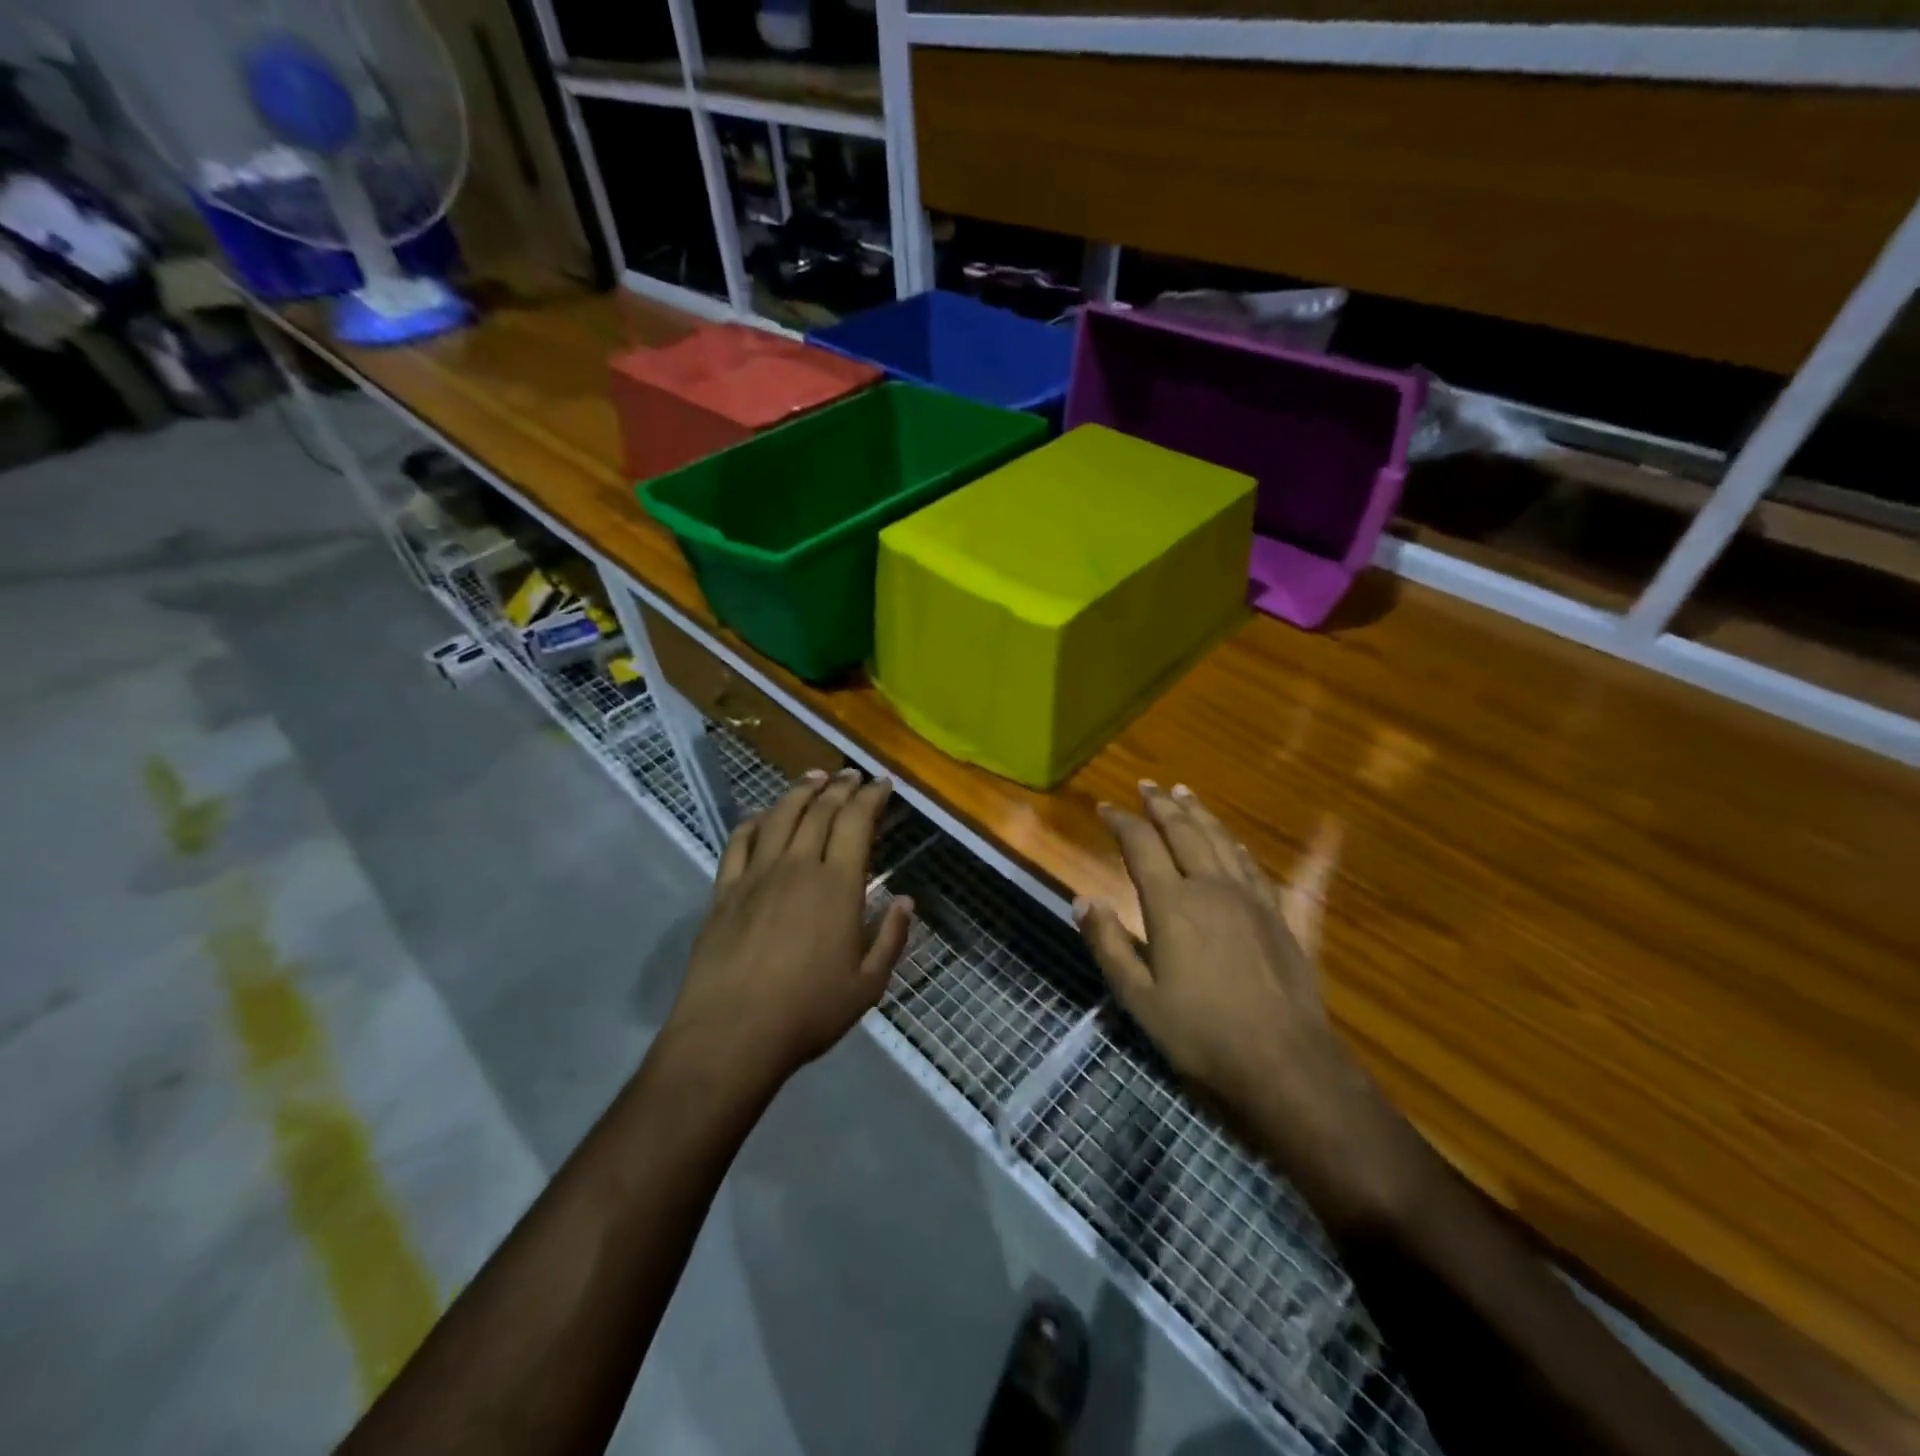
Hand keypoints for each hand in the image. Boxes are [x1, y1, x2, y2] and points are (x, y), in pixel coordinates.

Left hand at [662, 768, 914, 1088]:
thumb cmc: (808, 1012)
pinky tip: (762, 814)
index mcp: (837, 885)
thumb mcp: (868, 985)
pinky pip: (739, 841)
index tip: (883, 783)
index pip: (856, 822)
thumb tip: (905, 901)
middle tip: (853, 775)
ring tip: (814, 776)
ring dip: (800, 791)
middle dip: (840, 786)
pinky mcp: (724, 891)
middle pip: (820, 810)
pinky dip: (754, 820)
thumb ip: (891, 938)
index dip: (872, 796)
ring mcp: (756, 875)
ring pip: (780, 816)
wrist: (732, 1033)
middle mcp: (798, 866)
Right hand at [1075, 782, 1400, 1214]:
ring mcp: (1252, 899)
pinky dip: (1241, 848)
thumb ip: (1109, 945)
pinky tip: (1237, 840)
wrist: (1284, 1064)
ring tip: (1185, 794)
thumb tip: (1083, 901)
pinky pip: (1260, 869)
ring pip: (1222, 841)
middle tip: (1146, 786)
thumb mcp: (1139, 998)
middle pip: (1184, 832)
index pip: (1141, 846)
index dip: (1121, 822)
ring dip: (1200, 814)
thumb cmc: (1201, 1035)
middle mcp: (1212, 888)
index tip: (1104, 807)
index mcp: (1172, 904)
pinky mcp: (1283, 917)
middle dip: (1162, 806)